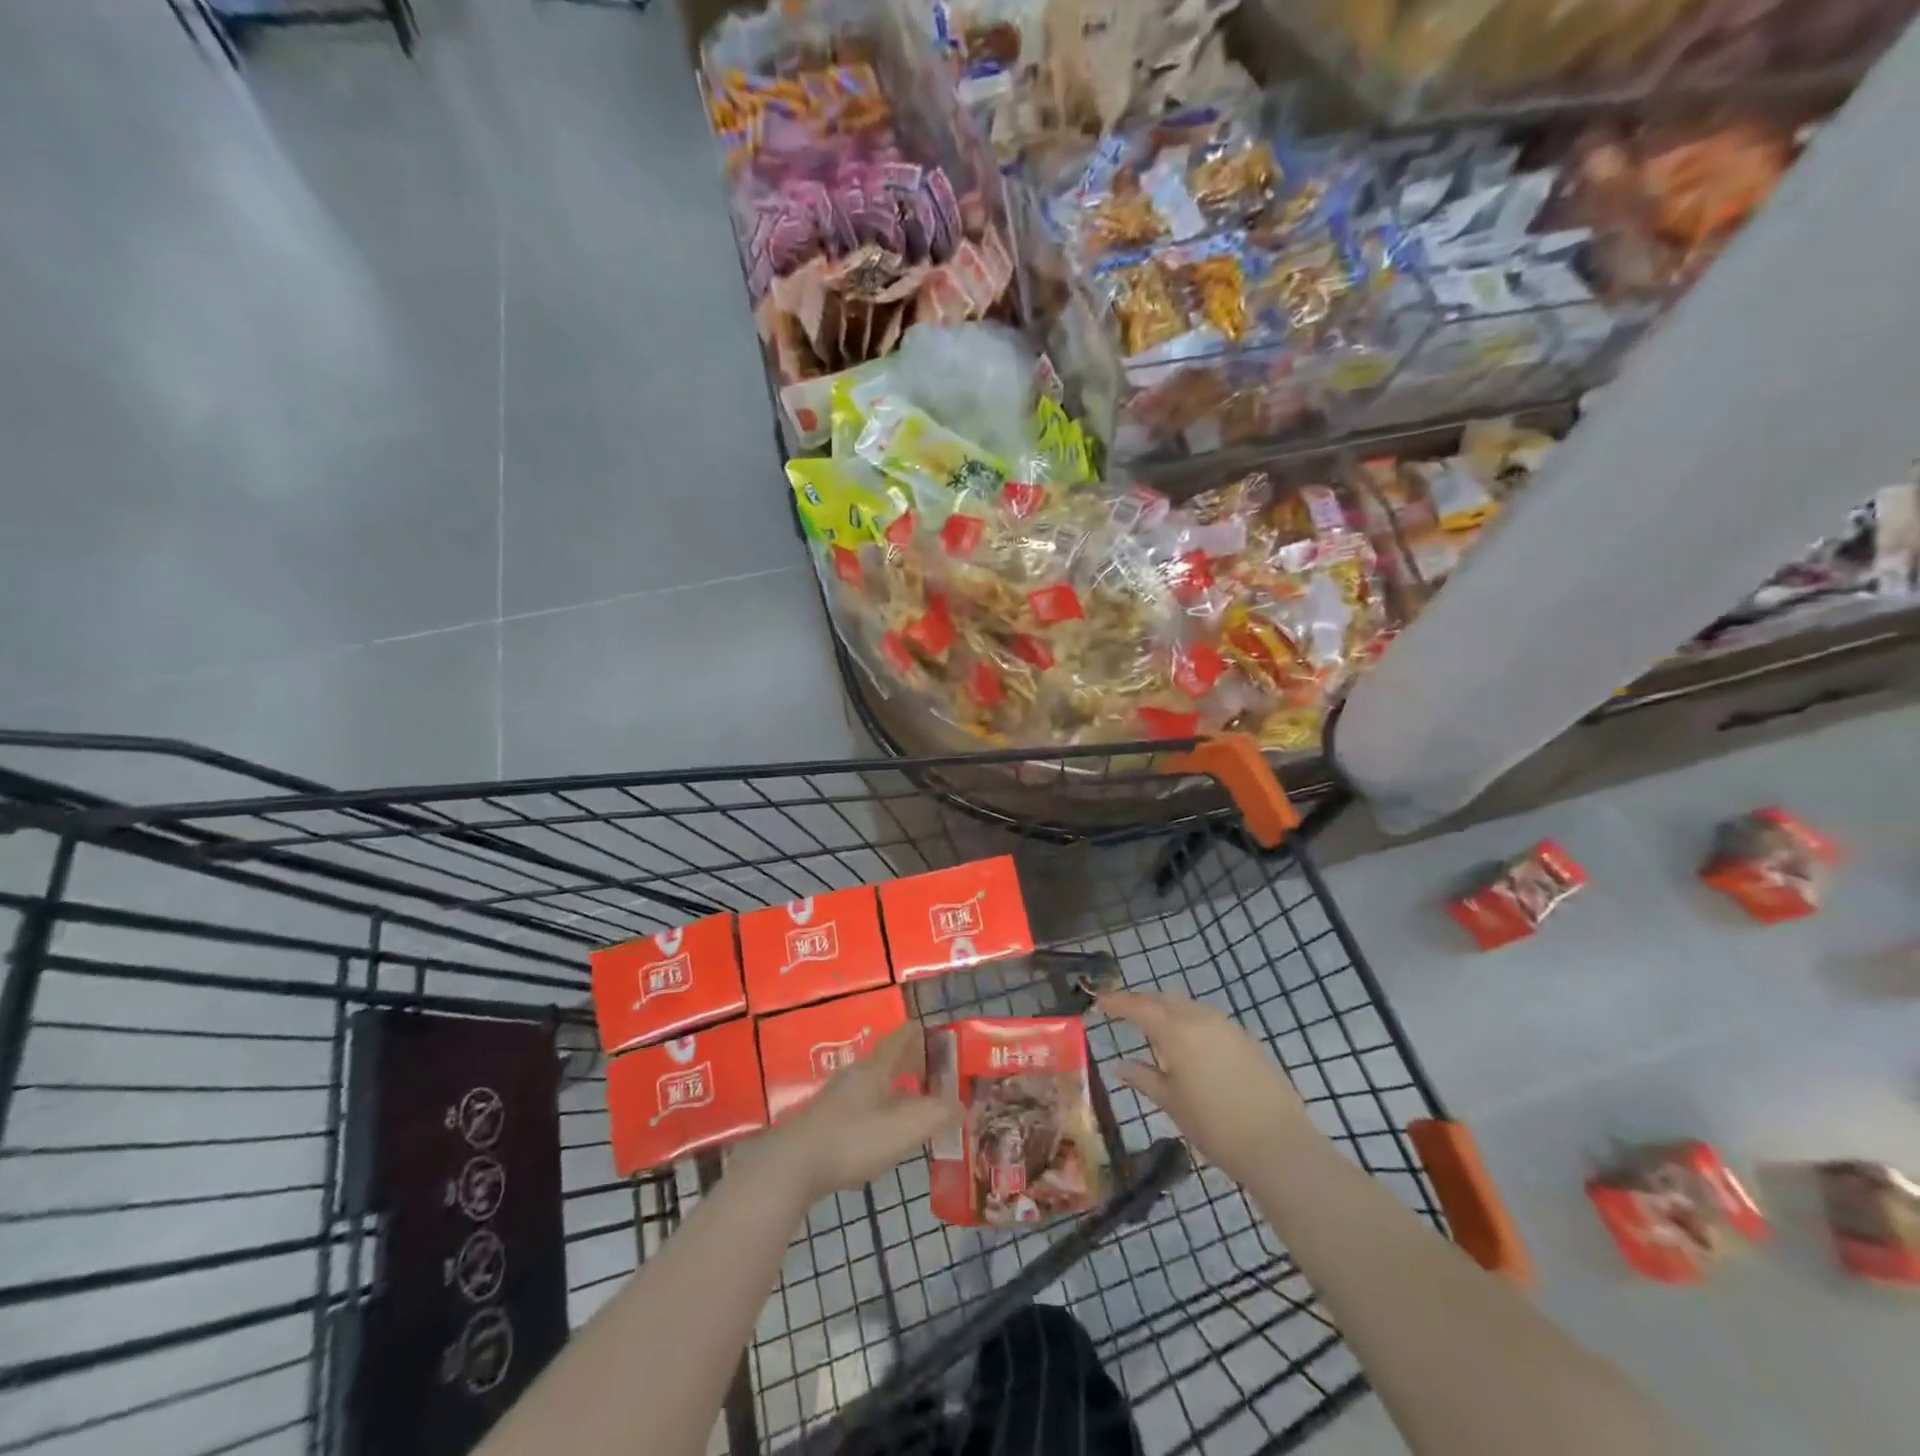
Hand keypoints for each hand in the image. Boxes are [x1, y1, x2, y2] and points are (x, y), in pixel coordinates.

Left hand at [752, 1023, 960, 1205]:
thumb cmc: (854, 1139)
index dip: (921, 1034)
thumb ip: (938, 1114)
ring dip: (893, 1088)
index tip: (938, 1036)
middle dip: (910, 1063)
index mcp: (876, 1068)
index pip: (902, 1038)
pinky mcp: (823, 1124)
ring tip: (912, 1102)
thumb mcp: (905, 1127)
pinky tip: (881, 1132)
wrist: (793, 1165)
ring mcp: (836, 1099)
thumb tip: (962, 1104)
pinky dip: (877, 1110)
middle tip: (933, 1072)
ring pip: (871, 1084)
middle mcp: (855, 1075)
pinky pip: (859, 1107)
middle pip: (886, 1061)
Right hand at [1099, 989, 1311, 1185]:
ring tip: (1154, 1030)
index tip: (1099, 1002)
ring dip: (1167, 1011)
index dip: (1117, 1003)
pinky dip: (1190, 1022)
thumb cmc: (1216, 1127)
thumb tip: (1120, 1066)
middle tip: (1123, 1014)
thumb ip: (1144, 1078)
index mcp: (1176, 1032)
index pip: (1138, 1007)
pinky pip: (1208, 1019)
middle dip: (1142, 1003)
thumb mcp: (1172, 1103)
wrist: (1279, 1145)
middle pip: (1163, 1000)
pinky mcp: (1246, 1039)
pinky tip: (1188, 1045)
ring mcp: (1227, 1026)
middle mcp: (1200, 1019)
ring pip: (1188, 1006)